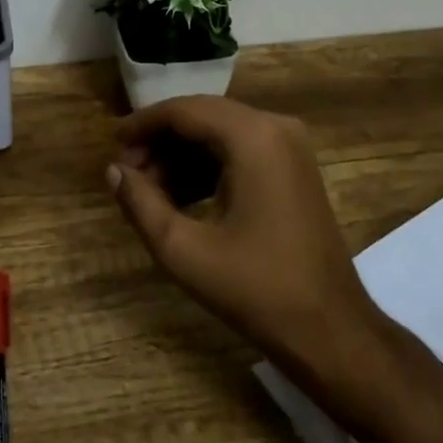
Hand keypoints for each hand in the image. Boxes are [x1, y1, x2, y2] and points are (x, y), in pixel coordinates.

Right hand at [105, 96, 379, 378]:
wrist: (331, 331)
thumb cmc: (257, 289)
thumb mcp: (185, 250)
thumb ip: (141, 204)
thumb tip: (113, 171)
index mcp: (253, 136)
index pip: (184, 111)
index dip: (142, 124)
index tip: (112, 147)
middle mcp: (275, 127)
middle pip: (202, 117)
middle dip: (160, 142)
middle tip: (126, 174)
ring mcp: (289, 146)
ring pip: (219, 133)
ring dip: (181, 156)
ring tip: (147, 192)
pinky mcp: (293, 168)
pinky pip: (240, 150)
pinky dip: (206, 167)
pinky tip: (179, 199)